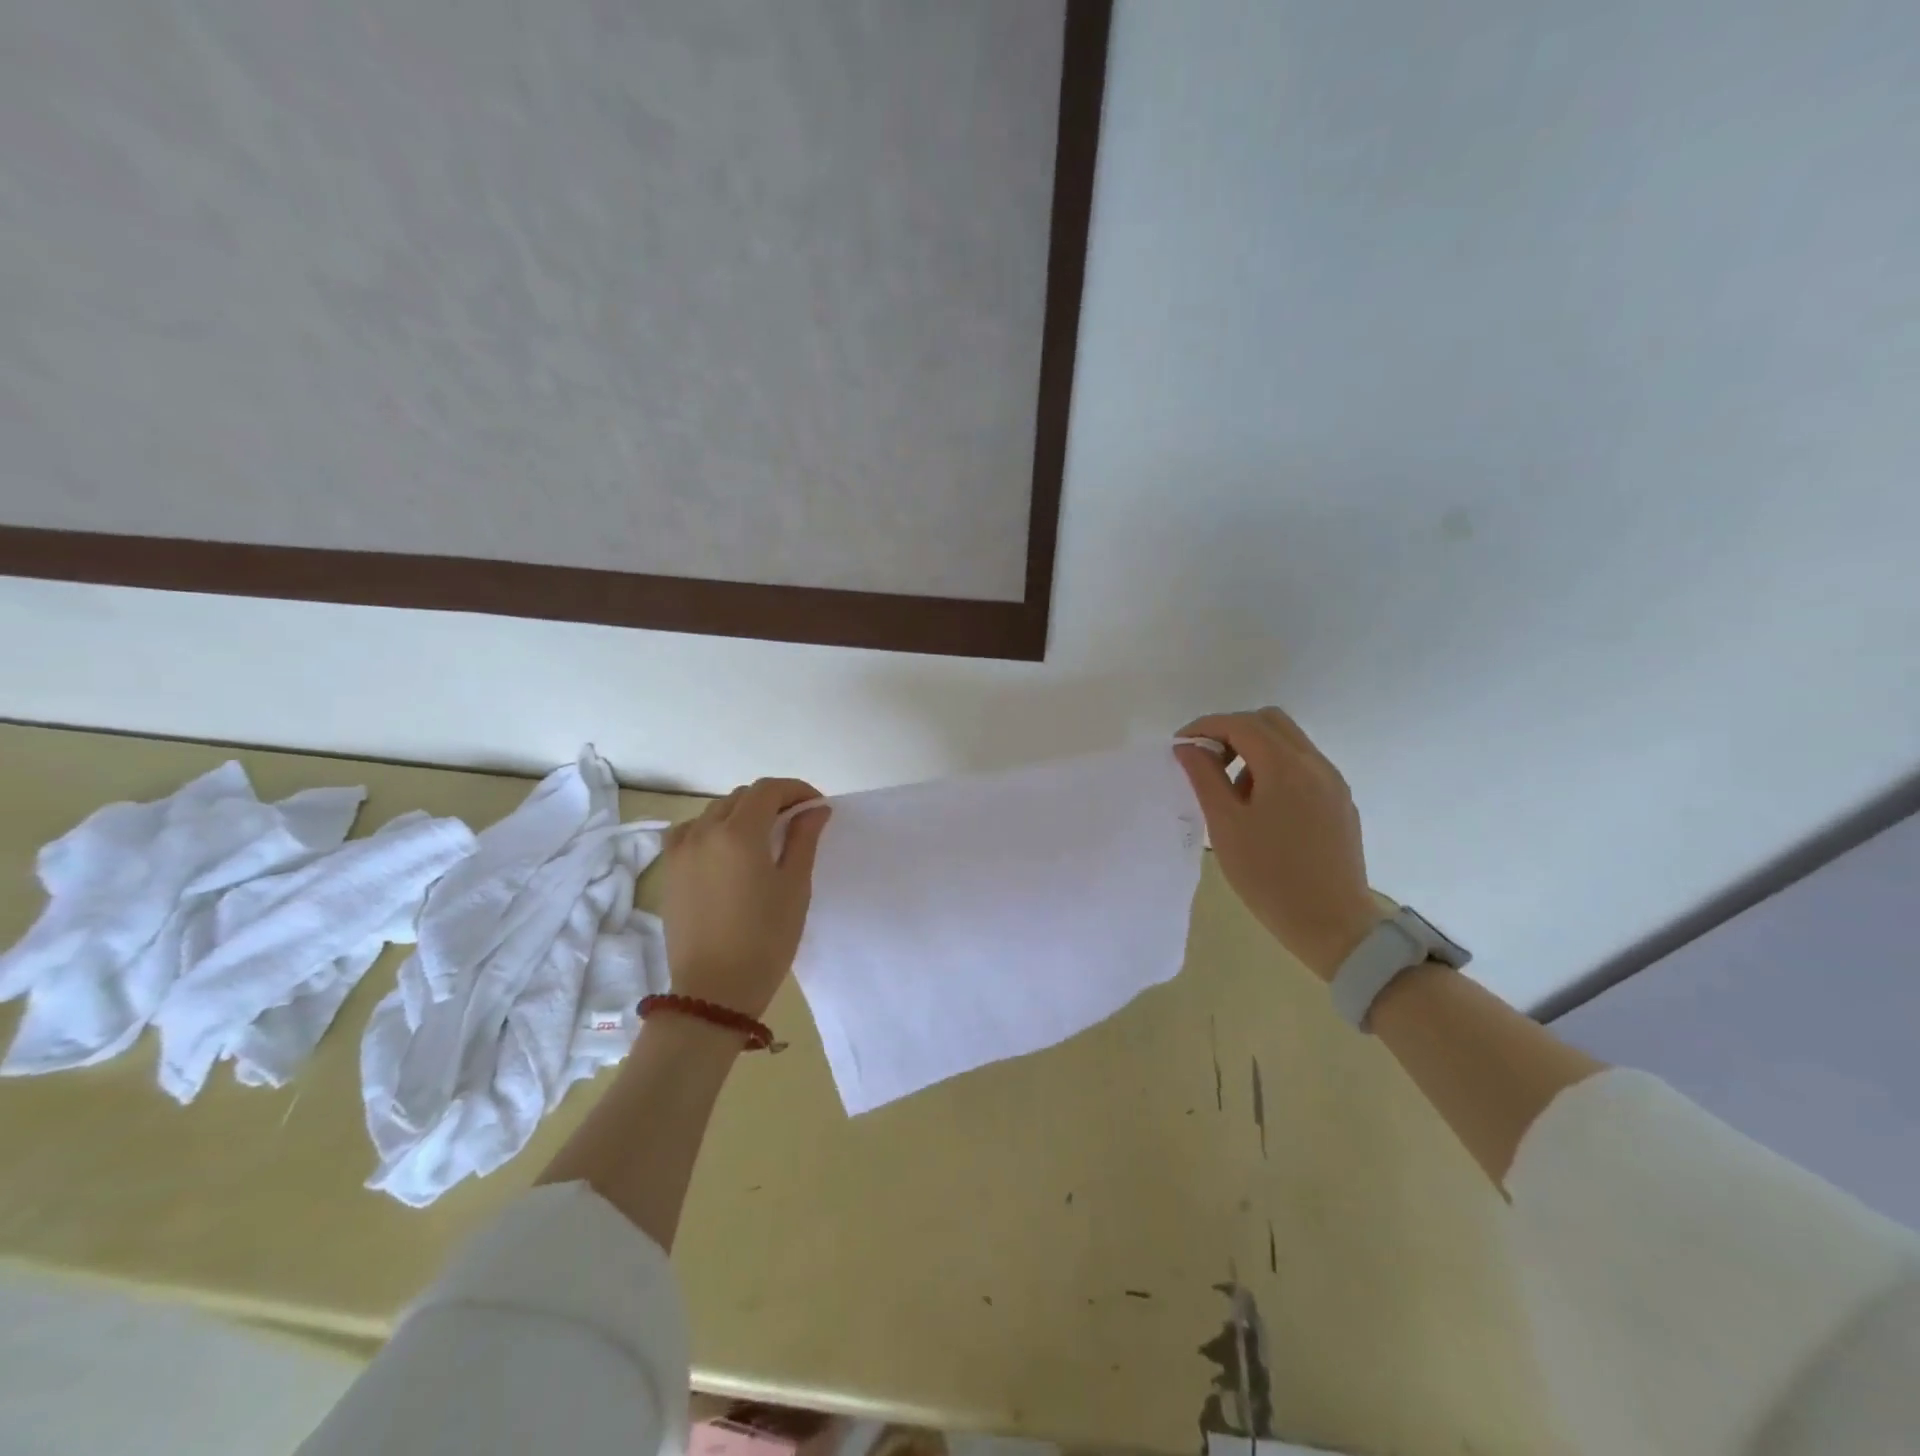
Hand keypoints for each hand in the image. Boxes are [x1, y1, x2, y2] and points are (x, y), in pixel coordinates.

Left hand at [660, 778, 830, 1018]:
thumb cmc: (765, 939)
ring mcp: (681, 850)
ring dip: (742, 812)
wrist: (714, 991)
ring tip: (763, 835)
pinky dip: (711, 828)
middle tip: (797, 821)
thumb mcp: (795, 887)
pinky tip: (724, 848)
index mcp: (739, 833)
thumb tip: (815, 809)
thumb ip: (804, 839)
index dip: (796, 790)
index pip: (768, 790)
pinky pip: (689, 831)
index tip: (816, 806)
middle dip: (772, 800)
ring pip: (714, 811)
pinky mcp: (669, 870)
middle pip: (741, 797)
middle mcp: (704, 831)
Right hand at [1175, 708, 1378, 981]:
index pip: (1240, 724)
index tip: (1181, 746)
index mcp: (1285, 765)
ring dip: (1255, 750)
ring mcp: (1333, 782)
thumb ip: (1204, 777)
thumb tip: (1188, 747)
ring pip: (1290, 742)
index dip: (1206, 727)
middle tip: (1208, 762)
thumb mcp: (1225, 825)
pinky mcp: (1340, 803)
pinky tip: (1262, 809)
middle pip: (1270, 722)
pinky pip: (1304, 767)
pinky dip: (1276, 769)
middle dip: (1233, 731)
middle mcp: (1315, 763)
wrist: (1332, 924)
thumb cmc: (1269, 875)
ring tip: (1233, 793)